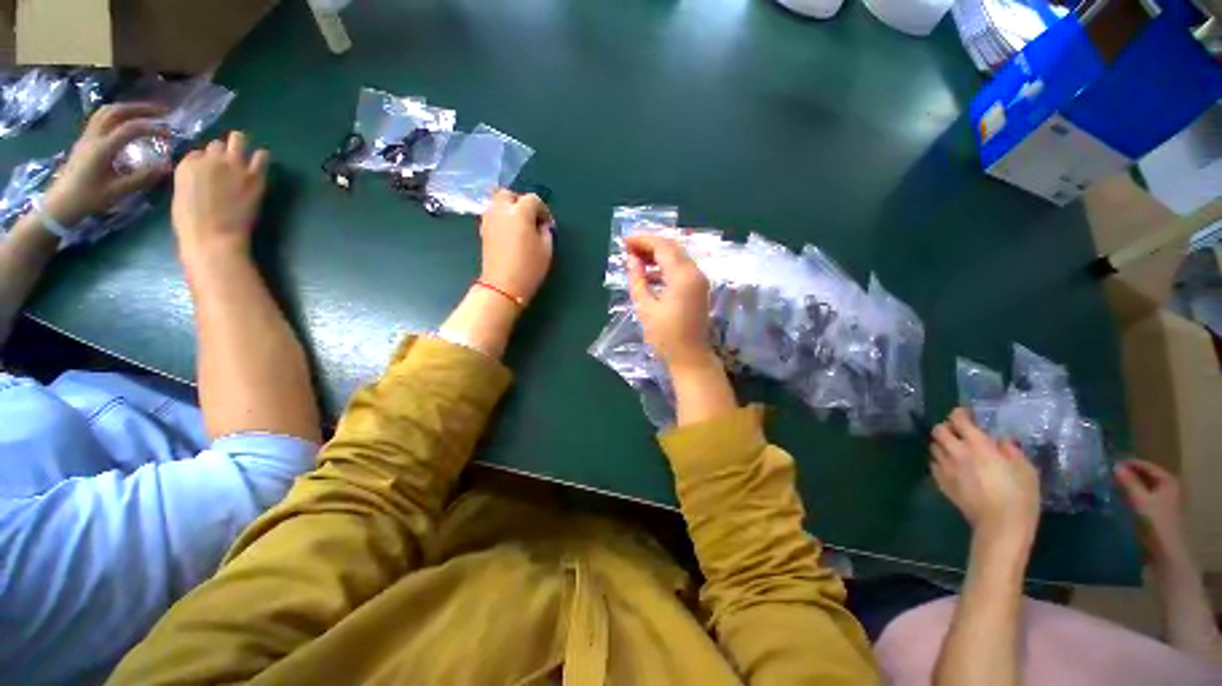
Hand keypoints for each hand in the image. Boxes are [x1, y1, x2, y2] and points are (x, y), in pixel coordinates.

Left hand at [42, 103, 170, 226]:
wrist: (60, 204)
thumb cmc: (88, 199)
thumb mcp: (117, 191)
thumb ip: (142, 178)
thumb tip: (167, 166)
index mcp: (102, 148)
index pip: (131, 129)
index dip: (152, 128)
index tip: (170, 134)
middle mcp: (93, 137)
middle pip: (117, 112)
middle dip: (140, 109)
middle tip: (162, 112)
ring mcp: (86, 136)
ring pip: (107, 112)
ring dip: (128, 108)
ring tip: (145, 113)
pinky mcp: (84, 140)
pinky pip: (101, 118)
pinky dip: (117, 114)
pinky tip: (126, 121)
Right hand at [172, 131, 268, 263]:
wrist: (214, 235)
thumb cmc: (192, 223)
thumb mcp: (182, 194)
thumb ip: (192, 179)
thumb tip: (203, 177)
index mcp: (187, 165)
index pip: (197, 154)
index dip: (204, 162)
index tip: (210, 171)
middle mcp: (210, 159)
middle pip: (217, 145)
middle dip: (221, 152)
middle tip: (227, 162)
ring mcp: (233, 166)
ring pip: (238, 140)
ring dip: (240, 144)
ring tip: (243, 153)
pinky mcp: (254, 176)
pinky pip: (261, 157)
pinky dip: (261, 157)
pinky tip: (261, 160)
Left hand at [477, 190, 553, 303]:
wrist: (503, 286)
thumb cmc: (529, 267)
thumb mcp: (547, 249)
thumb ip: (546, 231)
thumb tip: (542, 224)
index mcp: (520, 212)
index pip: (533, 199)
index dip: (543, 210)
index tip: (547, 225)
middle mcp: (501, 210)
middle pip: (509, 194)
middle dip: (521, 202)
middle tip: (531, 219)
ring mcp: (488, 219)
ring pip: (497, 203)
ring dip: (509, 209)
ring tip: (520, 226)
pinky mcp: (482, 230)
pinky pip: (492, 215)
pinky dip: (501, 218)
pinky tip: (510, 234)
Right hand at [625, 234, 715, 370]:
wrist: (690, 357)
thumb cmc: (665, 336)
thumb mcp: (645, 307)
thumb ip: (638, 279)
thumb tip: (632, 259)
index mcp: (683, 276)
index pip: (662, 247)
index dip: (642, 240)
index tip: (624, 241)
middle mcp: (695, 272)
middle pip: (672, 247)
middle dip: (649, 244)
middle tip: (628, 247)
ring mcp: (699, 280)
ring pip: (677, 256)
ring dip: (657, 254)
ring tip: (635, 258)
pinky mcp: (699, 288)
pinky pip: (681, 268)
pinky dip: (665, 265)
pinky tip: (650, 272)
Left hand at [931, 408, 1040, 547]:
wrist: (1000, 525)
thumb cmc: (1019, 496)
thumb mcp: (1025, 469)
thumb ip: (1010, 450)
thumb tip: (1000, 440)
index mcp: (977, 445)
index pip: (958, 420)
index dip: (960, 414)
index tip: (968, 415)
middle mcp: (956, 452)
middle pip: (938, 430)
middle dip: (946, 427)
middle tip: (959, 432)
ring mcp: (945, 468)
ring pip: (933, 447)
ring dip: (942, 444)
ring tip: (955, 449)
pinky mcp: (941, 483)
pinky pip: (933, 464)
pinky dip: (939, 461)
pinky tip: (952, 466)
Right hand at [1115, 459, 1191, 566]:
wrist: (1167, 551)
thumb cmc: (1155, 522)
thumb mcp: (1140, 501)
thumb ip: (1129, 482)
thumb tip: (1116, 466)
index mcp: (1168, 480)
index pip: (1147, 466)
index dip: (1129, 464)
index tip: (1111, 464)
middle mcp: (1170, 487)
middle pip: (1148, 476)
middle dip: (1130, 474)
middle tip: (1111, 474)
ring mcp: (1167, 500)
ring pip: (1147, 486)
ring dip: (1132, 484)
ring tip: (1115, 485)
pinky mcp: (1162, 510)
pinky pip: (1147, 496)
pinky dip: (1136, 494)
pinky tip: (1125, 498)